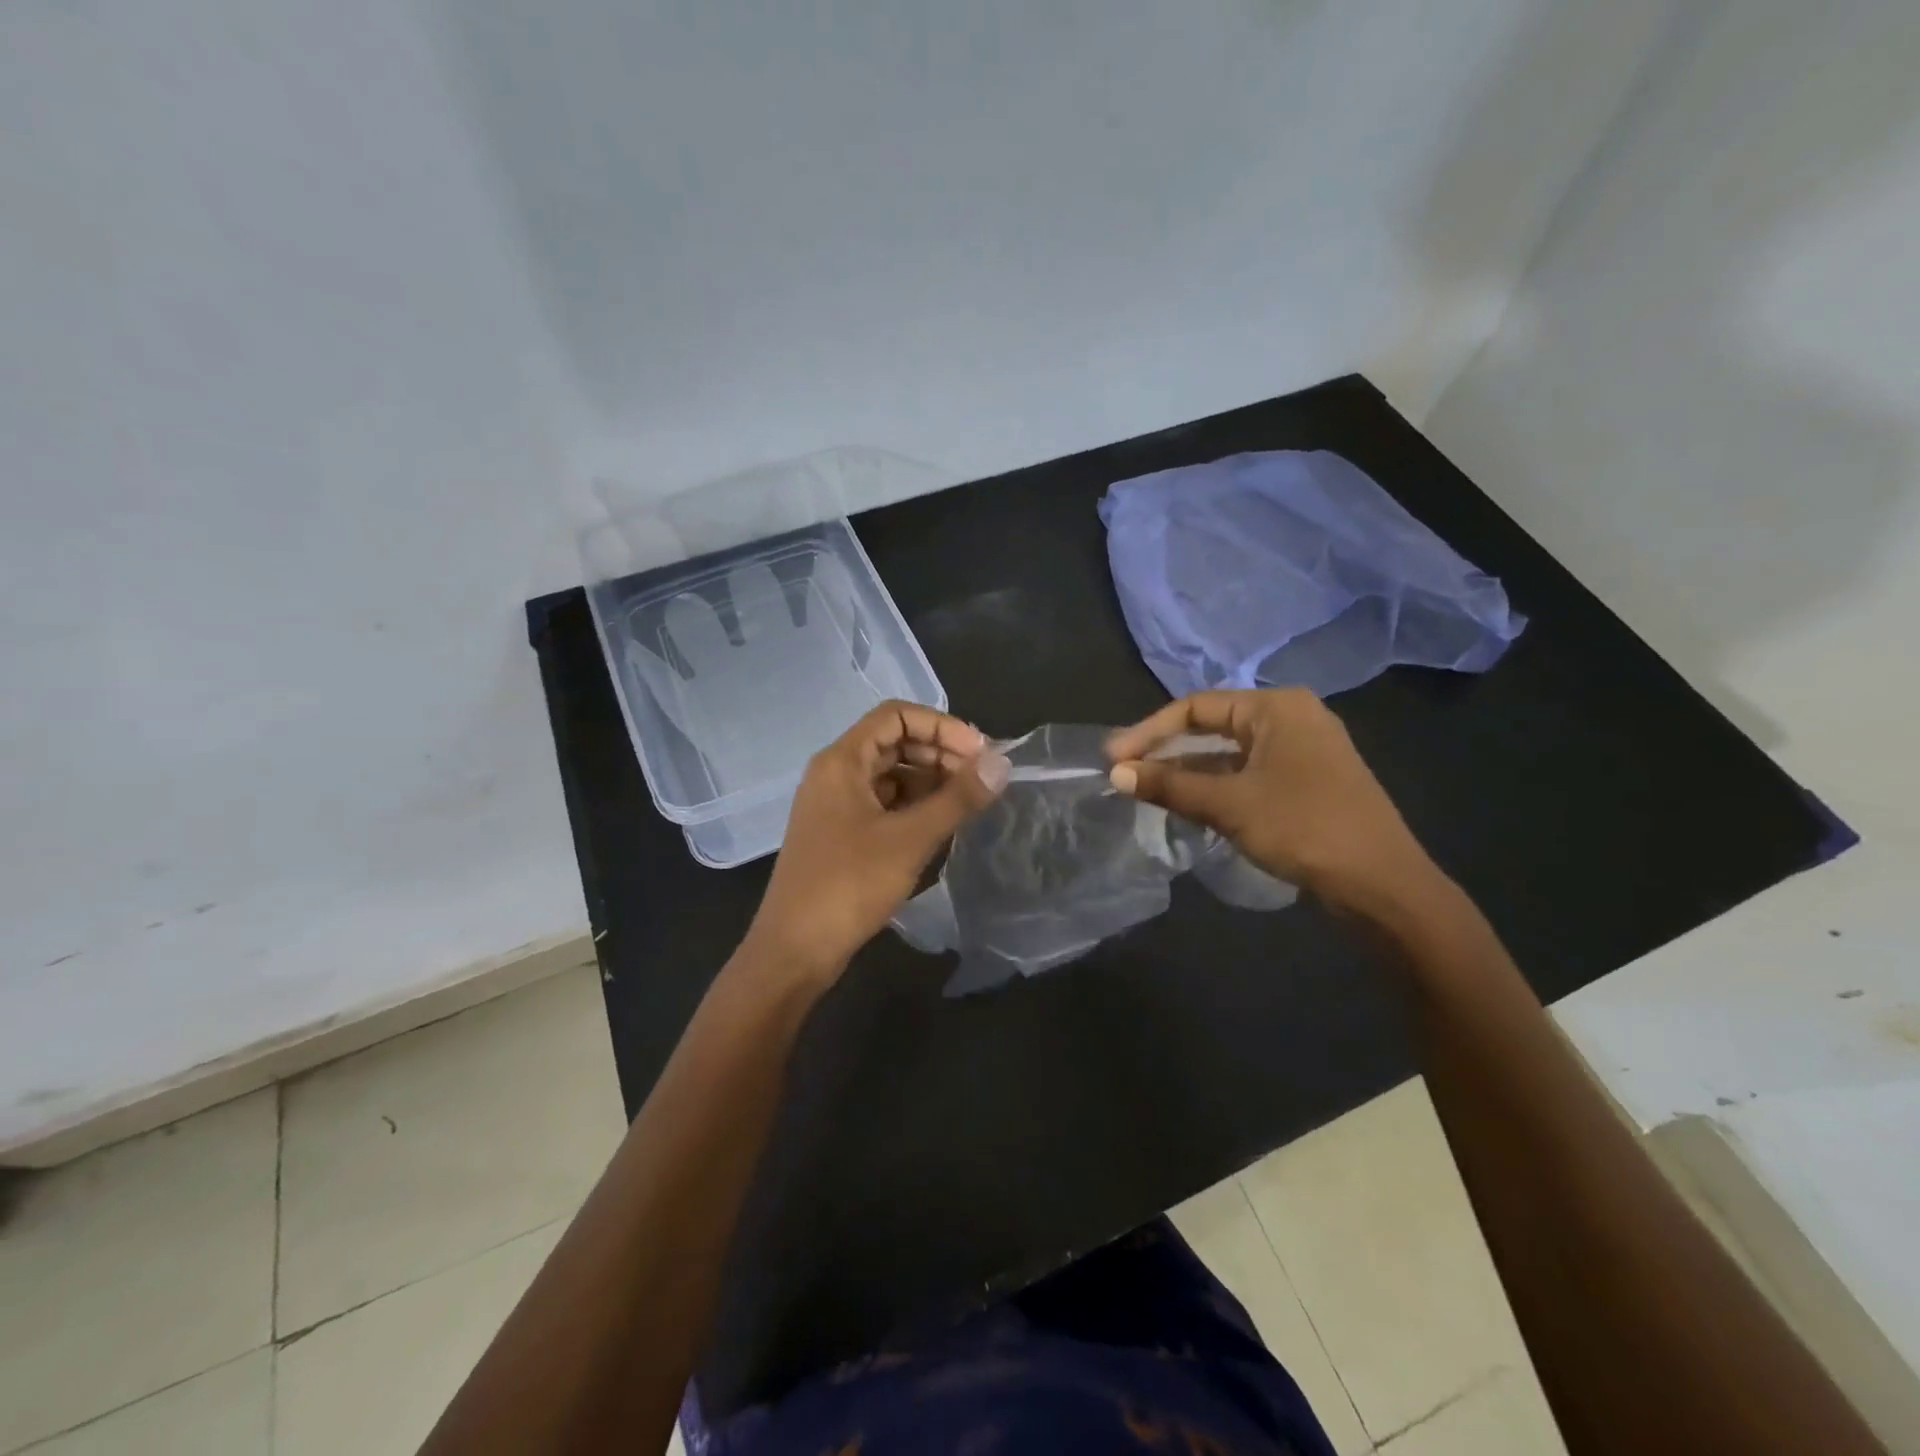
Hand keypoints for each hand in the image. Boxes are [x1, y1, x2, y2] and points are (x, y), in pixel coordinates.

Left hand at [743, 701, 1010, 986]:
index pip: (896, 715)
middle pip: (894, 742)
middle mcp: (836, 773)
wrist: (794, 950)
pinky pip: (883, 803)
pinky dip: (914, 805)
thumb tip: (1001, 764)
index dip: (942, 726)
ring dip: (930, 780)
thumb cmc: (849, 885)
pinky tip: (941, 824)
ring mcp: (836, 805)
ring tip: (967, 802)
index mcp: (842, 761)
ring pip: (890, 774)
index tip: (979, 753)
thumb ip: (957, 798)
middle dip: (940, 752)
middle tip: (980, 778)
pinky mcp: (841, 834)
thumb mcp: (910, 839)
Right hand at [1107, 688, 1444, 917]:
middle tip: (1124, 771)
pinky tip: (1189, 805)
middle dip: (1166, 750)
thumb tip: (1115, 773)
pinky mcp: (1307, 781)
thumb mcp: (1229, 804)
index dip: (1148, 731)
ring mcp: (1303, 751)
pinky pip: (1249, 773)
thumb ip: (1170, 784)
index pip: (1195, 707)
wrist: (1383, 885)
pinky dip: (1216, 785)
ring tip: (1147, 790)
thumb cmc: (1304, 828)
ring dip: (1189, 770)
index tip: (1112, 758)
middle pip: (1212, 726)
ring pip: (1230, 753)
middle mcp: (1291, 718)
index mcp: (1276, 708)